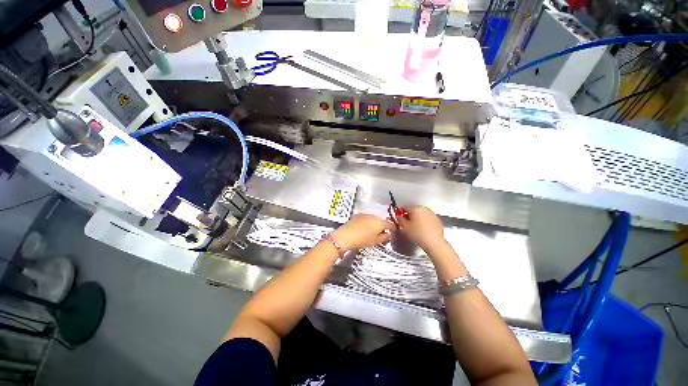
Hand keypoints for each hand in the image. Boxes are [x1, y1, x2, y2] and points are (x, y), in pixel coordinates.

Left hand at [331, 214, 393, 250]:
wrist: (346, 236)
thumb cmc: (362, 240)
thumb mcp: (375, 242)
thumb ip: (384, 237)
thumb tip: (388, 235)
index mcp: (380, 222)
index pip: (389, 224)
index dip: (392, 229)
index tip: (391, 234)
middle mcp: (373, 216)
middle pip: (380, 221)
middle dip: (381, 227)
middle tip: (379, 235)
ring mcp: (365, 214)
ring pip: (373, 219)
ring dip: (373, 224)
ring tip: (370, 232)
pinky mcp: (357, 215)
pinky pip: (365, 218)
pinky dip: (366, 222)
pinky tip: (362, 228)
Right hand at [398, 206, 445, 251]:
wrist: (434, 243)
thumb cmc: (418, 234)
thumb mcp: (404, 227)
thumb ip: (400, 219)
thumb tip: (399, 216)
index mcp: (415, 208)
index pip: (404, 208)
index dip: (400, 213)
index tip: (399, 219)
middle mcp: (424, 209)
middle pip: (413, 210)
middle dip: (409, 216)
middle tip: (407, 225)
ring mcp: (432, 214)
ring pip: (421, 214)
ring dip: (417, 219)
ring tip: (415, 228)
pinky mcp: (437, 220)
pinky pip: (427, 219)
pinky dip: (424, 222)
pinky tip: (423, 230)